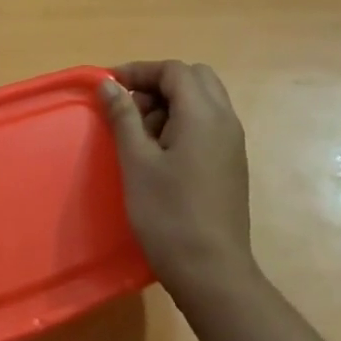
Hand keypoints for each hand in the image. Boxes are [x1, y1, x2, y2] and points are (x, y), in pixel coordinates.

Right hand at [99, 60, 261, 308]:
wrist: (210, 269)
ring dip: (169, 104)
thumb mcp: (136, 162)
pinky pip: (206, 125)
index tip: (109, 87)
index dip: (139, 71)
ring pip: (202, 101)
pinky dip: (180, 124)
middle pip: (194, 79)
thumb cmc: (168, 213)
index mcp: (204, 116)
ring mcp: (231, 144)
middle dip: (157, 84)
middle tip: (127, 108)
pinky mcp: (229, 164)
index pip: (174, 71)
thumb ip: (123, 117)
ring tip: (138, 134)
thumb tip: (109, 85)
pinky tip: (157, 154)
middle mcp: (225, 122)